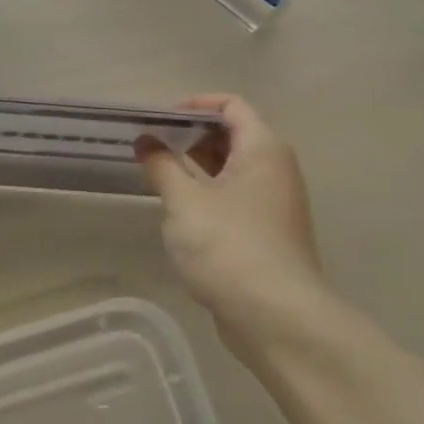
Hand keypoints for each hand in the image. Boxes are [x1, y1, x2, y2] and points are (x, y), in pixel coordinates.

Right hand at [136, 95, 323, 335]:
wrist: (277, 318)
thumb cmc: (228, 246)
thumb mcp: (183, 202)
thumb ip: (161, 165)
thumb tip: (146, 141)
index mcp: (262, 149)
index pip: (231, 105)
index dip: (194, 105)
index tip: (159, 120)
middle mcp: (276, 169)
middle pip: (234, 134)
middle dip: (191, 136)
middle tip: (154, 147)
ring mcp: (276, 203)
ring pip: (234, 168)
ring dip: (197, 166)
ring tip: (160, 176)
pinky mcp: (269, 233)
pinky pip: (236, 196)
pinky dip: (209, 192)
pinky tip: (181, 210)